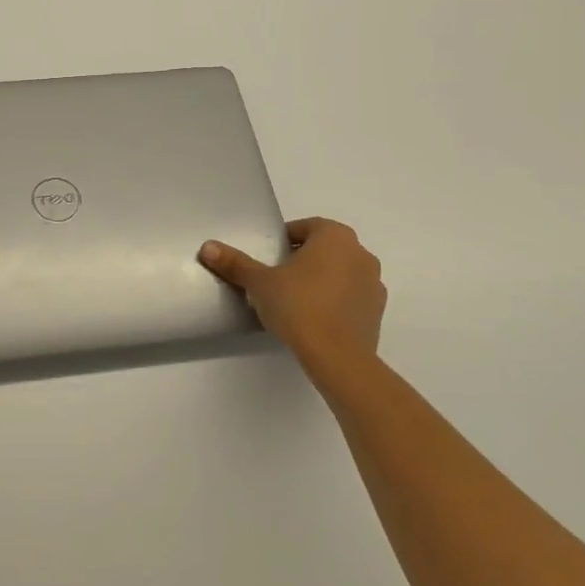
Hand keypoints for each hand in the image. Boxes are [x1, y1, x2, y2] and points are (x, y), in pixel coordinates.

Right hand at [199, 218, 385, 379]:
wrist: (338, 357)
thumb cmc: (298, 306)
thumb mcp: (259, 282)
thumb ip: (235, 263)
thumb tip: (207, 247)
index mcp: (335, 236)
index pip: (304, 228)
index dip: (283, 241)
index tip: (268, 259)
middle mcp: (360, 253)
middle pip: (324, 249)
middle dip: (302, 259)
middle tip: (277, 279)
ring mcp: (374, 283)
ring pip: (340, 273)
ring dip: (320, 280)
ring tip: (295, 301)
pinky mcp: (377, 312)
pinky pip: (351, 297)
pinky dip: (334, 302)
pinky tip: (314, 319)